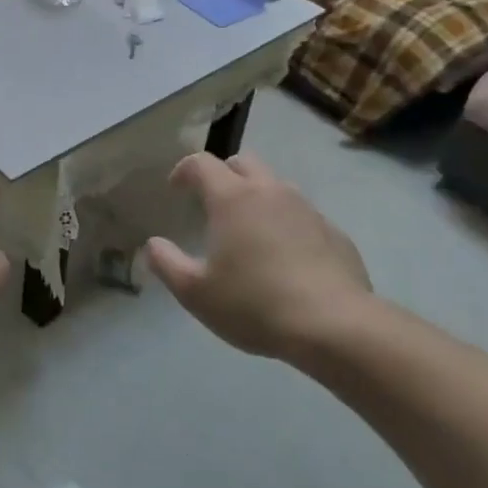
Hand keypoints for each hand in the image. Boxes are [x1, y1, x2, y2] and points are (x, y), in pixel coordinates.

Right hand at [146, 153, 379, 360]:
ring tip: (248, 231)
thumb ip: (167, 264)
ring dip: (257, 197)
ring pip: (276, 186)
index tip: (175, 189)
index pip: (202, 163)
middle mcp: (270, 192)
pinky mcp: (334, 232)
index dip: (184, 170)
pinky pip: (303, 215)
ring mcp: (307, 209)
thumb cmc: (254, 305)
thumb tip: (153, 245)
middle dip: (223, 174)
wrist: (334, 326)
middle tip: (212, 203)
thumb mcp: (195, 292)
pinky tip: (285, 257)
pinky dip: (286, 224)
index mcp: (232, 198)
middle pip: (243, 162)